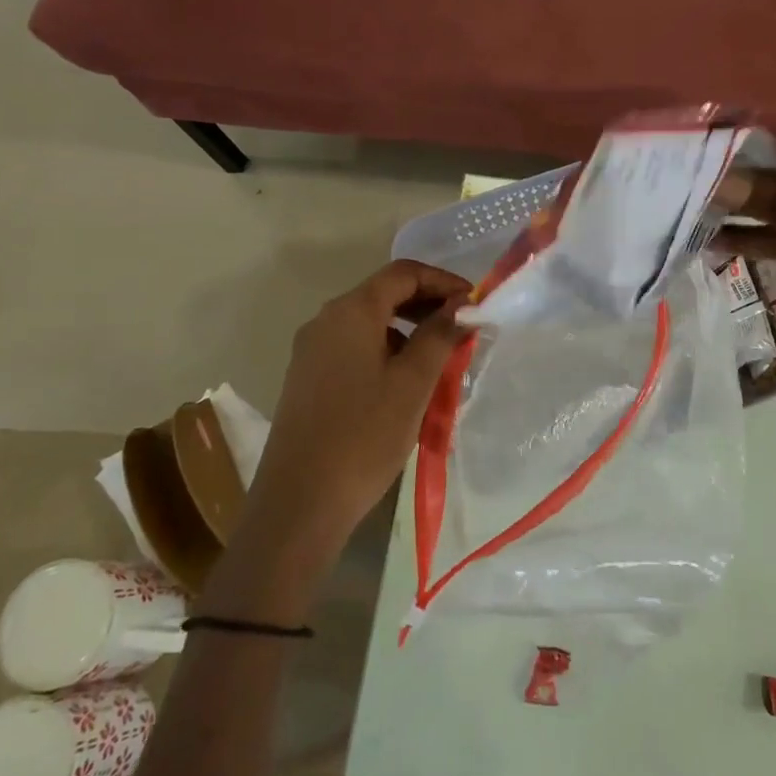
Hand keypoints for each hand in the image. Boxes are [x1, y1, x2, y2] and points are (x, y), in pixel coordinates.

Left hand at [203, 260, 469, 621]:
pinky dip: (387, 350)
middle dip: (428, 304)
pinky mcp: (308, 378)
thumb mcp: (413, 382)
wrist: (300, 502)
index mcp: (350, 312)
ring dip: (409, 329)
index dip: (443, 280)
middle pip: (384, 294)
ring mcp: (311, 351)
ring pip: (370, 323)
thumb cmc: (364, 435)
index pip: (403, 273)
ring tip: (442, 357)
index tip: (475, 302)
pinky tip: (407, 382)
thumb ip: (440, 335)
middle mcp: (326, 321)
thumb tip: (463, 305)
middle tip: (464, 328)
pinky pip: (355, 348)